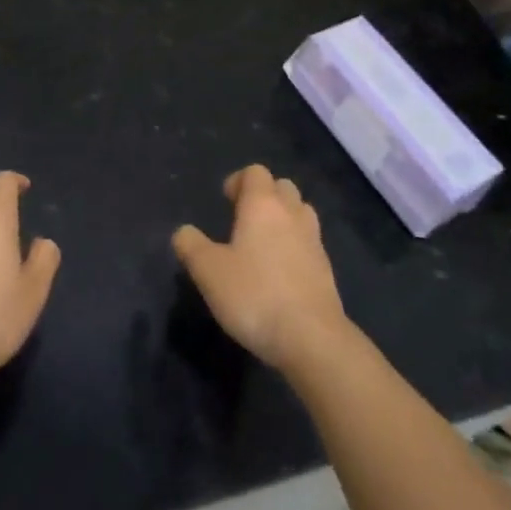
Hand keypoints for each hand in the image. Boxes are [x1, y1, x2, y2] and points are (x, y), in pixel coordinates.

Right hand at [173, 164, 349, 373]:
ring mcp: (314, 240)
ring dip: (283, 217)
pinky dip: (296, 245)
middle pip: (282, 186)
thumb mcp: (208, 271)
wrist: (312, 338)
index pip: (255, 172)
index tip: (225, 201)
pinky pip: (309, 242)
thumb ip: (191, 246)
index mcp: (263, 205)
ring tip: (263, 242)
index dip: (239, 180)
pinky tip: (280, 271)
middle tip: (243, 219)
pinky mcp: (326, 268)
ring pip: (300, 212)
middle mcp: (292, 214)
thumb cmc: (254, 295)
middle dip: (264, 195)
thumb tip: (184, 232)